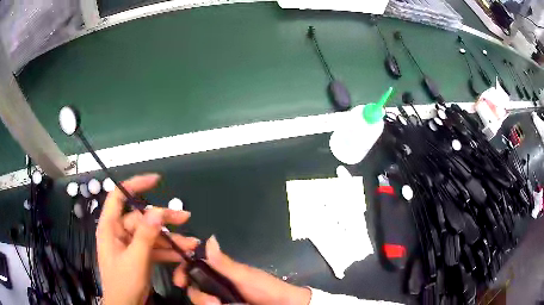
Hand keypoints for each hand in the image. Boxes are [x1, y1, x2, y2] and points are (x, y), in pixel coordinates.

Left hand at [96, 174, 199, 304]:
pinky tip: (183, 255)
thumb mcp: (135, 259)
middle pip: (142, 217)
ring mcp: (130, 244)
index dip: (135, 185)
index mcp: (110, 227)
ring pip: (151, 234)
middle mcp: (119, 232)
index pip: (118, 196)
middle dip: (164, 219)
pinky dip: (168, 251)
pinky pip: (154, 248)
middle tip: (185, 217)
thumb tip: (157, 211)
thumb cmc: (123, 282)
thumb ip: (145, 235)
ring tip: (191, 243)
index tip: (156, 181)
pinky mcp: (138, 255)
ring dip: (171, 239)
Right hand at [173, 236, 311, 304]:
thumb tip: (209, 238)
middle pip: (194, 288)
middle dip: (198, 295)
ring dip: (205, 303)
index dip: (184, 273)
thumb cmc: (266, 288)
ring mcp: (221, 298)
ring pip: (201, 299)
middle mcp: (217, 285)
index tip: (179, 282)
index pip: (194, 269)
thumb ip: (224, 263)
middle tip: (213, 303)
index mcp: (220, 272)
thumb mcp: (244, 276)